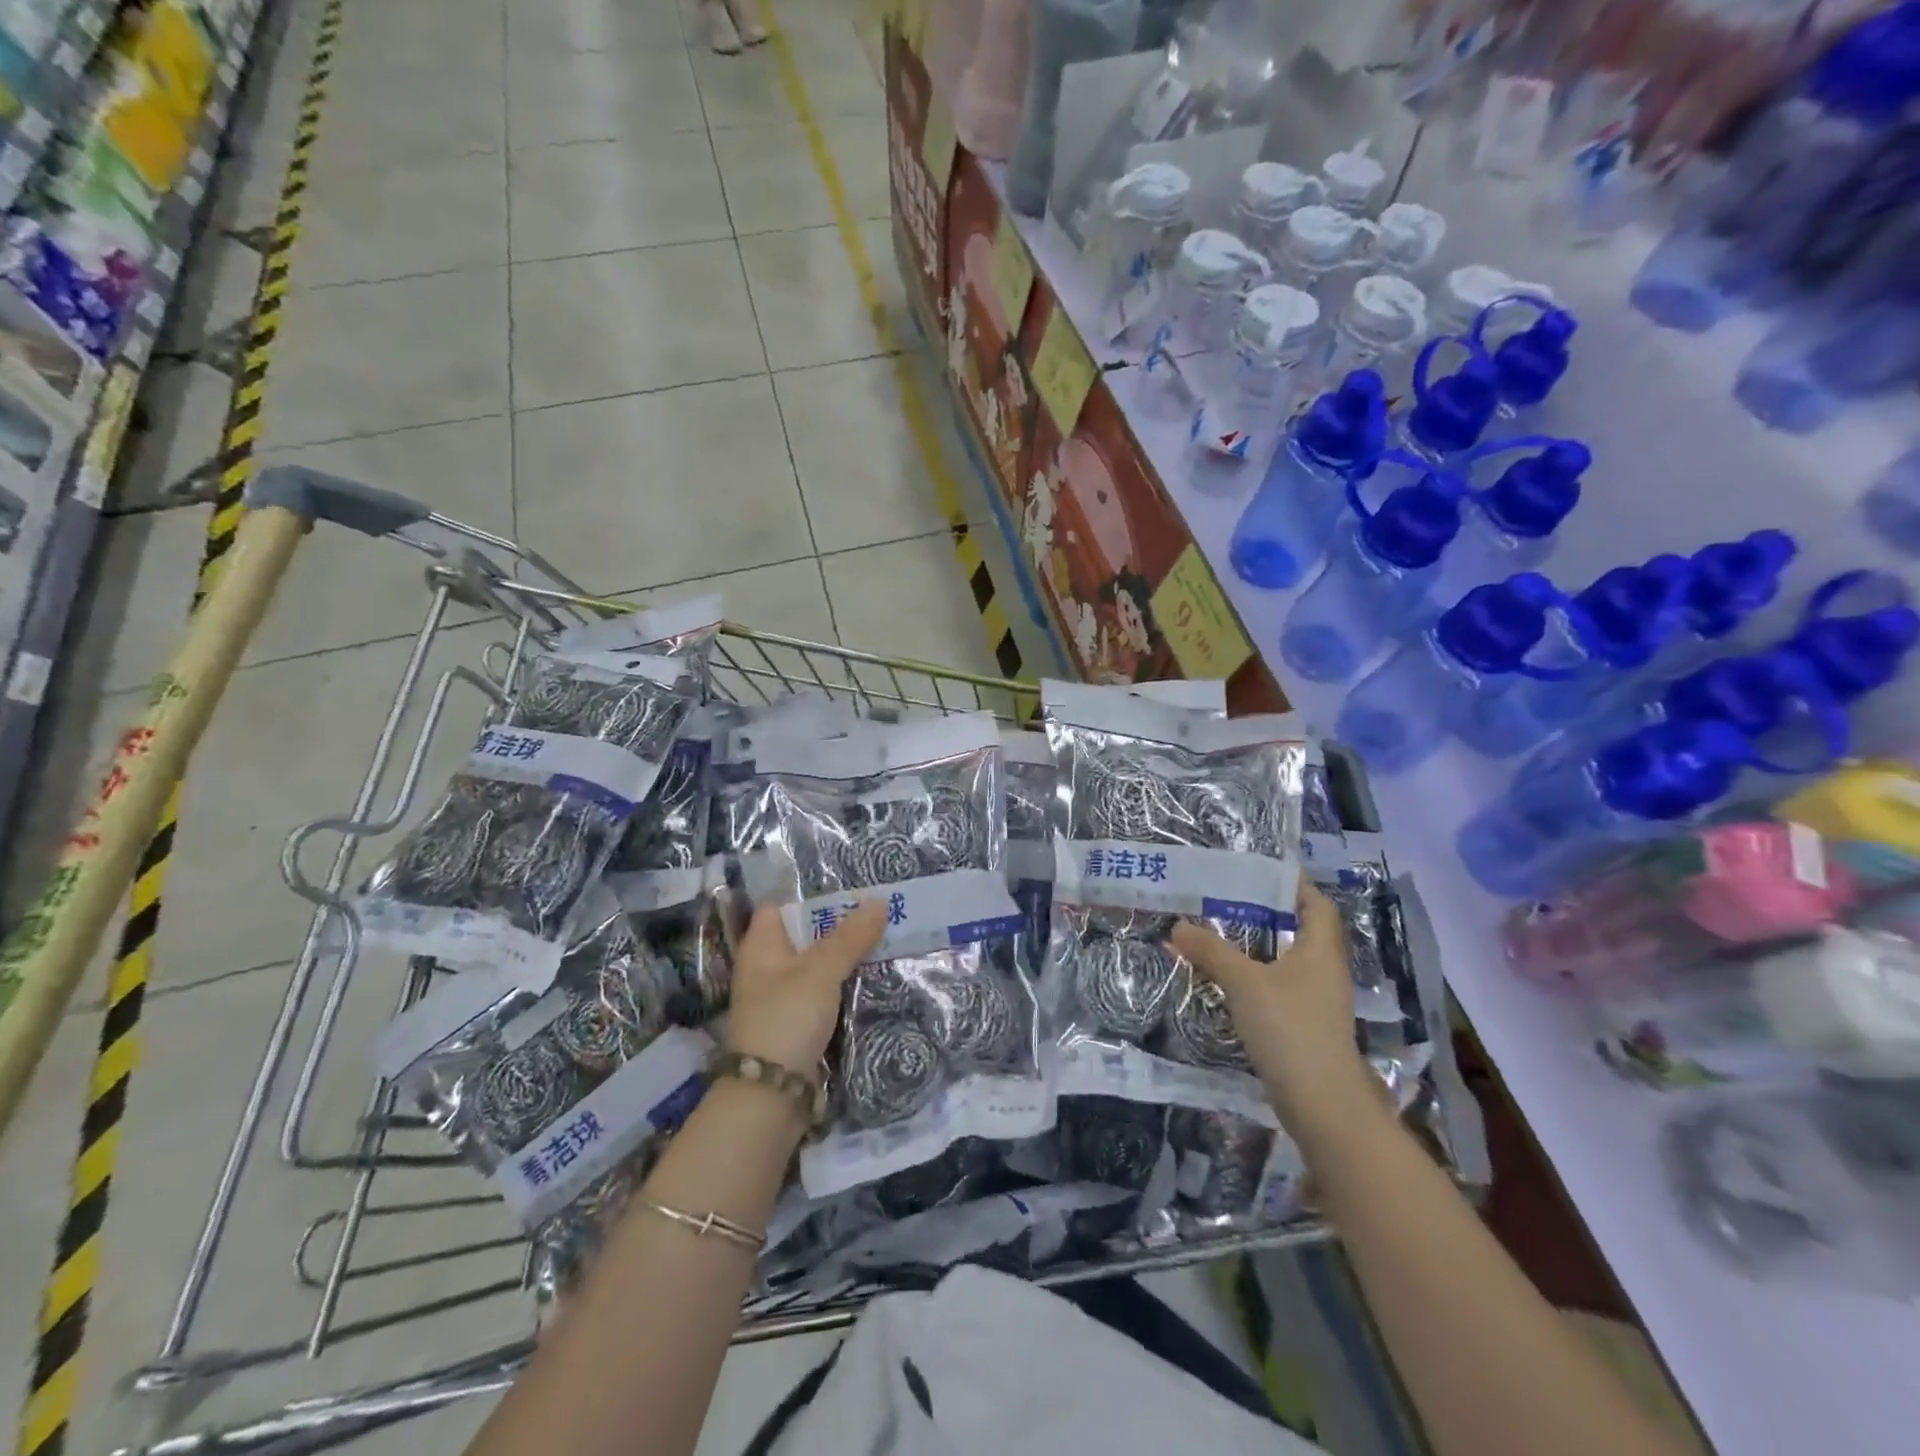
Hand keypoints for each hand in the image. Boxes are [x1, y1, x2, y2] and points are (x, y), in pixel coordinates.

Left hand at [724, 902, 885, 1075]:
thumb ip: (850, 937)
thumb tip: (879, 900)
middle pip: (804, 934)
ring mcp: (782, 996)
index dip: (811, 893)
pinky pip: (824, 991)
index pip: (781, 905)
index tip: (849, 885)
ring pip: (817, 964)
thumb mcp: (821, 971)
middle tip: (878, 909)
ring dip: (845, 955)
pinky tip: (872, 975)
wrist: (772, 1095)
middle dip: (838, 923)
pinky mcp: (797, 1022)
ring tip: (884, 936)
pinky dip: (843, 983)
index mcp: (761, 946)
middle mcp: (767, 967)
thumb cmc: (788, 1018)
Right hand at [1171, 882, 1378, 1143]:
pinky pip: (1277, 988)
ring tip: (1217, 932)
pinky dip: (1254, 976)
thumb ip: (1211, 951)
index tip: (1257, 869)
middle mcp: (1323, 971)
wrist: (1322, 1105)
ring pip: (1286, 961)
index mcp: (1320, 950)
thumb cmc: (1290, 1029)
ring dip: (1256, 946)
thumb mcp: (1244, 982)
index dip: (1293, 883)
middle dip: (1265, 912)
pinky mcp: (1303, 1027)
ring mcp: (1316, 1001)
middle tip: (1224, 897)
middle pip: (1298, 930)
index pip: (1315, 903)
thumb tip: (1176, 927)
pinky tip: (1225, 978)